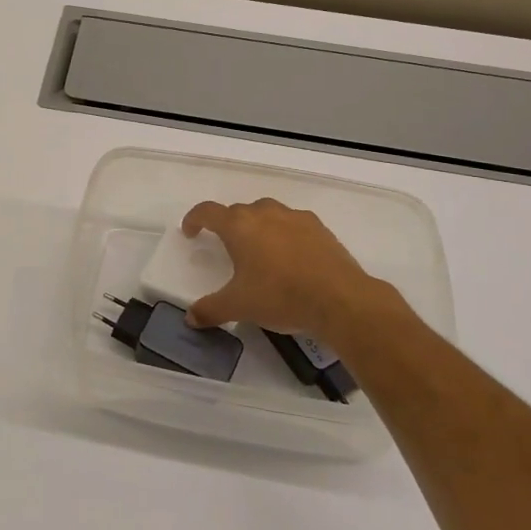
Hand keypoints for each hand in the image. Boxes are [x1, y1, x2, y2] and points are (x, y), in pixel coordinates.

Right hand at [181, 198, 413, 336]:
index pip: (208, 211)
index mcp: (239, 226)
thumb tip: (190, 318)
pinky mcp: (319, 228)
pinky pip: (292, 223)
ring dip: (257, 225)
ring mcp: (294, 218)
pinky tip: (290, 256)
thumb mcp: (239, 306)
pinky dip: (284, 233)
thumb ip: (211, 309)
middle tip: (227, 247)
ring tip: (259, 249)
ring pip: (267, 212)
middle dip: (228, 225)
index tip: (191, 232)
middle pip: (238, 211)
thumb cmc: (280, 296)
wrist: (340, 299)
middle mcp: (264, 213)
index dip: (195, 219)